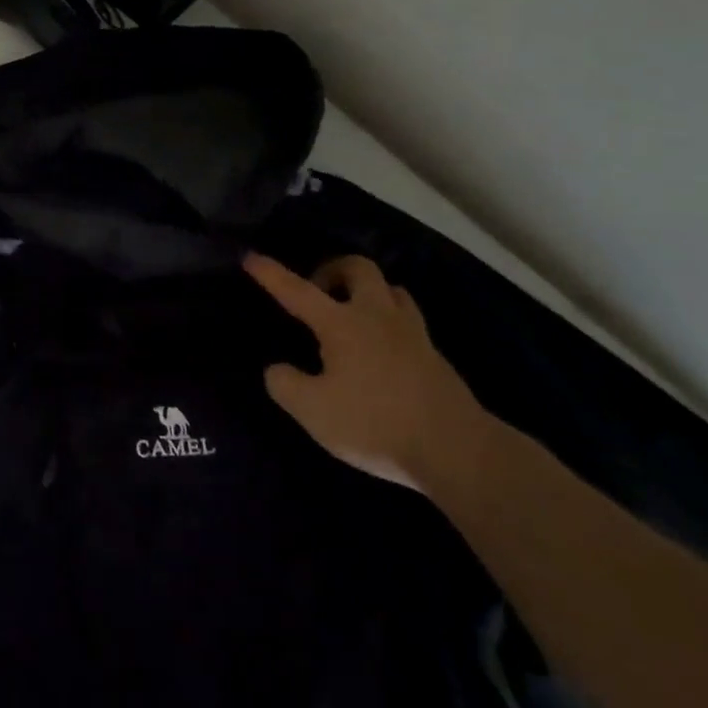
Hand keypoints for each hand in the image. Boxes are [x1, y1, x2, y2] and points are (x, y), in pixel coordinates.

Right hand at [247, 253, 488, 491]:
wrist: (457, 450)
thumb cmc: (375, 424)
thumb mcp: (313, 411)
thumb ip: (286, 385)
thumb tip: (277, 369)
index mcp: (341, 324)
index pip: (297, 290)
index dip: (271, 274)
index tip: (251, 257)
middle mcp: (376, 316)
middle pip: (358, 268)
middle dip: (334, 269)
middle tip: (320, 293)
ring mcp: (412, 333)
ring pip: (391, 290)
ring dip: (368, 292)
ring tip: (354, 315)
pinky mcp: (435, 357)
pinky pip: (409, 321)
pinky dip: (391, 322)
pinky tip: (384, 349)